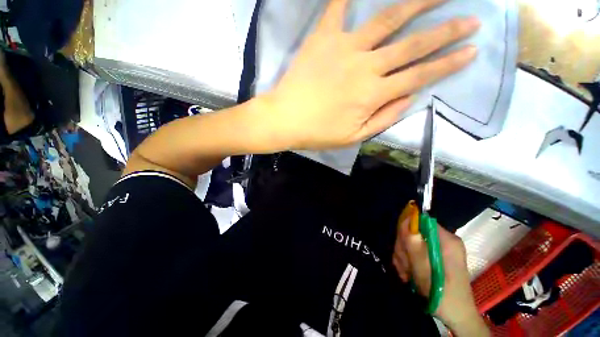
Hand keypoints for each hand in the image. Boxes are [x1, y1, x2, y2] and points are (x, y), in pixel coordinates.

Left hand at [263, 0, 479, 150]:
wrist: (285, 120)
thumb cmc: (317, 133)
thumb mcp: (353, 137)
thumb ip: (383, 118)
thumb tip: (409, 97)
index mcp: (372, 95)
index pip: (420, 75)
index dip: (448, 63)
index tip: (472, 51)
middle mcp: (366, 66)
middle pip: (413, 45)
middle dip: (446, 31)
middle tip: (471, 19)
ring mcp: (344, 47)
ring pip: (387, 19)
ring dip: (417, 2)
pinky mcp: (323, 38)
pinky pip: (338, 7)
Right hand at [393, 217, 489, 335]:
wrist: (456, 316)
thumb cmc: (445, 297)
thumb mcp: (427, 274)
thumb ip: (415, 248)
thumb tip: (405, 222)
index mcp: (447, 241)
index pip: (421, 221)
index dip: (407, 229)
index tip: (403, 248)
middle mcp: (442, 240)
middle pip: (412, 232)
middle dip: (404, 248)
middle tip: (405, 266)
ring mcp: (437, 248)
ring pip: (408, 242)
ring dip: (403, 257)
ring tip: (407, 273)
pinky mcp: (431, 255)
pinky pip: (411, 250)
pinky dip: (406, 261)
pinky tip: (407, 273)